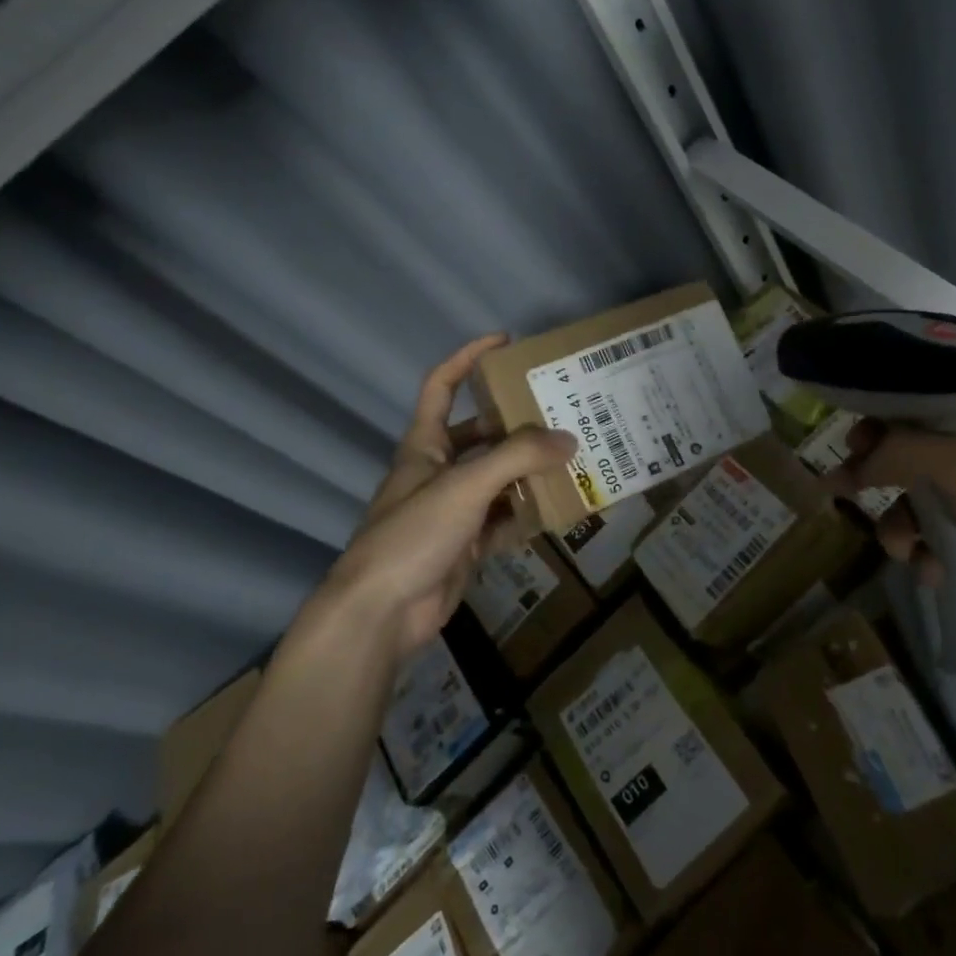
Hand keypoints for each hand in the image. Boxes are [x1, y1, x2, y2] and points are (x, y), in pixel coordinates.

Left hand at [311, 335, 575, 657]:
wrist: (382, 613)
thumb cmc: (413, 533)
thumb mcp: (466, 486)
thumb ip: (518, 458)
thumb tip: (569, 439)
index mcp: (424, 446)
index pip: (441, 386)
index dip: (467, 358)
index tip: (505, 342)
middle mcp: (438, 472)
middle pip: (481, 436)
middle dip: (518, 425)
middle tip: (562, 415)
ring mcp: (452, 511)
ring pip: (498, 480)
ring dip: (529, 472)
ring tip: (574, 460)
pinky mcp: (465, 545)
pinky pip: (504, 521)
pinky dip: (528, 515)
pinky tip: (559, 510)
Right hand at [828, 402, 955, 669]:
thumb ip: (902, 453)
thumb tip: (853, 465)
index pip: (926, 405)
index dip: (884, 418)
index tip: (851, 439)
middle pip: (916, 454)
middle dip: (881, 474)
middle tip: (844, 486)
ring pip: (922, 502)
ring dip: (901, 524)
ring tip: (902, 548)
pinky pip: (939, 542)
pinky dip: (926, 555)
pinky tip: (931, 572)